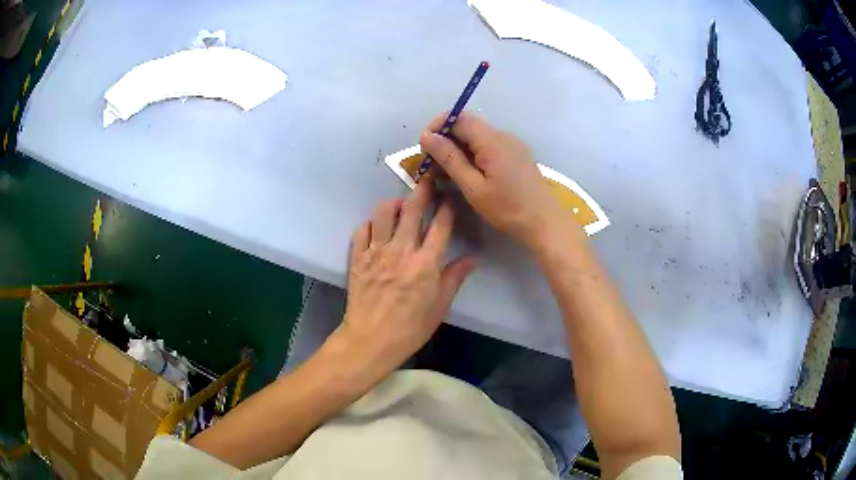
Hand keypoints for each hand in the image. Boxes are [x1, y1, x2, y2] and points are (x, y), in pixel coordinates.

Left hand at [336, 180, 476, 379]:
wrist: (371, 341)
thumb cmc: (411, 328)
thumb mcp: (440, 306)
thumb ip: (455, 277)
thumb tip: (473, 258)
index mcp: (426, 263)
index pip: (440, 225)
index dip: (447, 207)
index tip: (450, 197)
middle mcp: (401, 251)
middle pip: (412, 210)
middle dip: (422, 190)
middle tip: (426, 179)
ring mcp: (376, 253)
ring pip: (383, 214)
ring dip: (393, 203)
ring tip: (399, 204)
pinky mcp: (357, 258)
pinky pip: (361, 230)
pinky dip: (370, 224)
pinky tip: (376, 228)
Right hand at [420, 113, 579, 250]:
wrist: (546, 224)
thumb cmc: (508, 209)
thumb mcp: (473, 187)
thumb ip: (450, 159)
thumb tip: (427, 136)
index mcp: (492, 140)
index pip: (459, 118)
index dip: (437, 127)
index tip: (423, 147)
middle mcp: (503, 136)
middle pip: (468, 127)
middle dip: (445, 141)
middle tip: (430, 166)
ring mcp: (512, 146)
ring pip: (477, 138)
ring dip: (457, 150)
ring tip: (443, 174)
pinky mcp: (516, 157)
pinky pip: (488, 148)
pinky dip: (472, 156)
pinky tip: (464, 175)